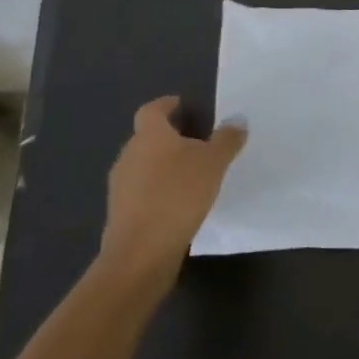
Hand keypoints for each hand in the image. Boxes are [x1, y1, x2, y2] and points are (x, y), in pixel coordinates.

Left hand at [95, 96, 246, 289]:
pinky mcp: (122, 214)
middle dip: (169, 138)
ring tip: (192, 175)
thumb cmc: (177, 195)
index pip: (152, 110)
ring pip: (144, 166)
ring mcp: (121, 186)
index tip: (181, 104)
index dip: (166, 105)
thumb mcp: (213, 163)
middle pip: (147, 138)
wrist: (141, 253)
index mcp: (149, 136)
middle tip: (197, 141)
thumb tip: (237, 119)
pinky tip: (180, 203)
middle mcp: (129, 156)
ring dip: (164, 166)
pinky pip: (143, 192)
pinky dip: (159, 191)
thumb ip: (226, 139)